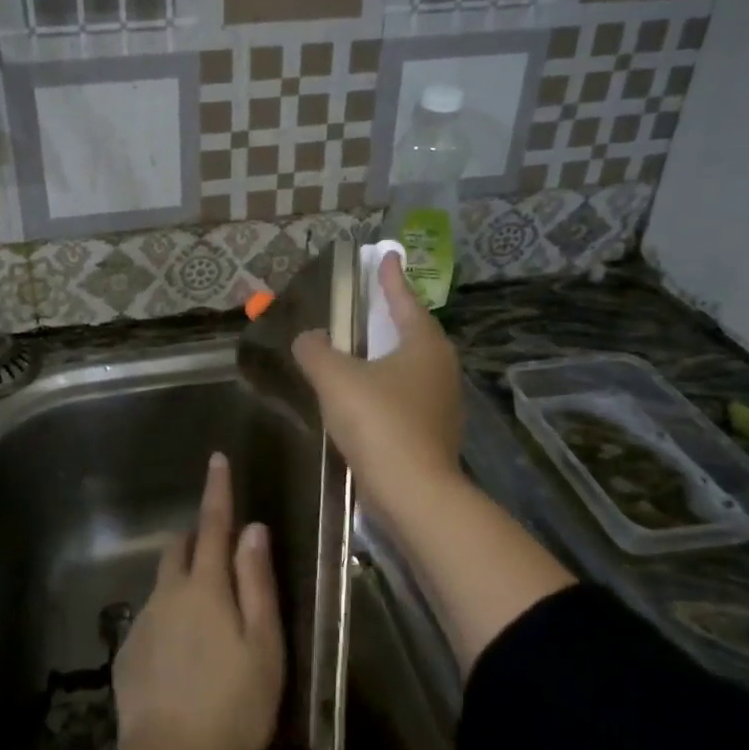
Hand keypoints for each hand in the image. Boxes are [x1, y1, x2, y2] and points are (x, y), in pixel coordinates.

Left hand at [114, 453, 283, 749]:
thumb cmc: (233, 704)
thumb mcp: (263, 645)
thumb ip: (257, 583)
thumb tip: (253, 530)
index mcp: (205, 587)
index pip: (213, 525)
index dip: (217, 491)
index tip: (216, 459)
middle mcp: (168, 594)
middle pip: (179, 549)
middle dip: (196, 538)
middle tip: (219, 551)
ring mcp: (144, 623)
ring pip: (164, 584)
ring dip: (183, 582)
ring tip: (207, 620)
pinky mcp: (128, 653)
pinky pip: (152, 619)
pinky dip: (169, 619)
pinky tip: (183, 658)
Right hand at [291, 252, 464, 524]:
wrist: (413, 493)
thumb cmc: (379, 422)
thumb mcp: (336, 378)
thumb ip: (316, 351)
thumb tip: (307, 338)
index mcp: (424, 345)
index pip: (405, 301)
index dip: (391, 279)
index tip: (386, 256)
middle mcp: (441, 369)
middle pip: (413, 333)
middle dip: (391, 317)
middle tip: (371, 303)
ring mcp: (441, 404)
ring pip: (410, 368)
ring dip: (386, 356)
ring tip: (361, 350)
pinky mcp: (432, 434)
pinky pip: (405, 397)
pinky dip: (385, 388)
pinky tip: (363, 398)